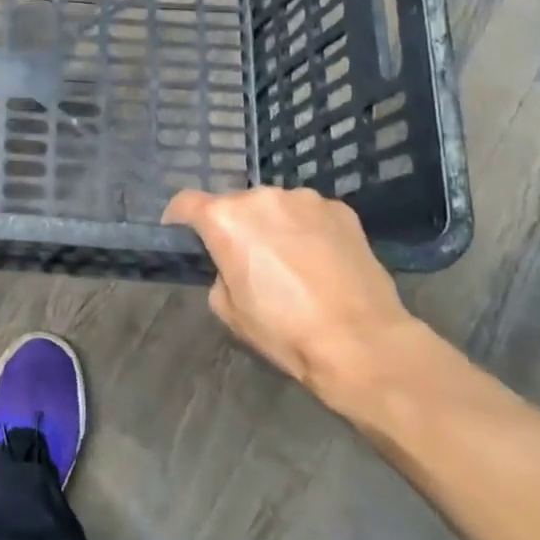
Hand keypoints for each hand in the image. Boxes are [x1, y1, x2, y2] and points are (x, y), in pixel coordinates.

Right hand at [163, 186, 416, 400]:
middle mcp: (261, 196)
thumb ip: (219, 273)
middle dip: (234, 226)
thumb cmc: (284, 330)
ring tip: (290, 261)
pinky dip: (306, 230)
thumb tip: (232, 264)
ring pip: (274, 207)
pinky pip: (309, 214)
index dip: (178, 220)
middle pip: (234, 205)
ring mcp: (304, 199)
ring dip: (272, 225)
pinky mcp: (340, 209)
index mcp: (225, 219)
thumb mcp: (229, 310)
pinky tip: (320, 261)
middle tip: (247, 260)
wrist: (361, 342)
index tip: (183, 236)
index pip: (185, 203)